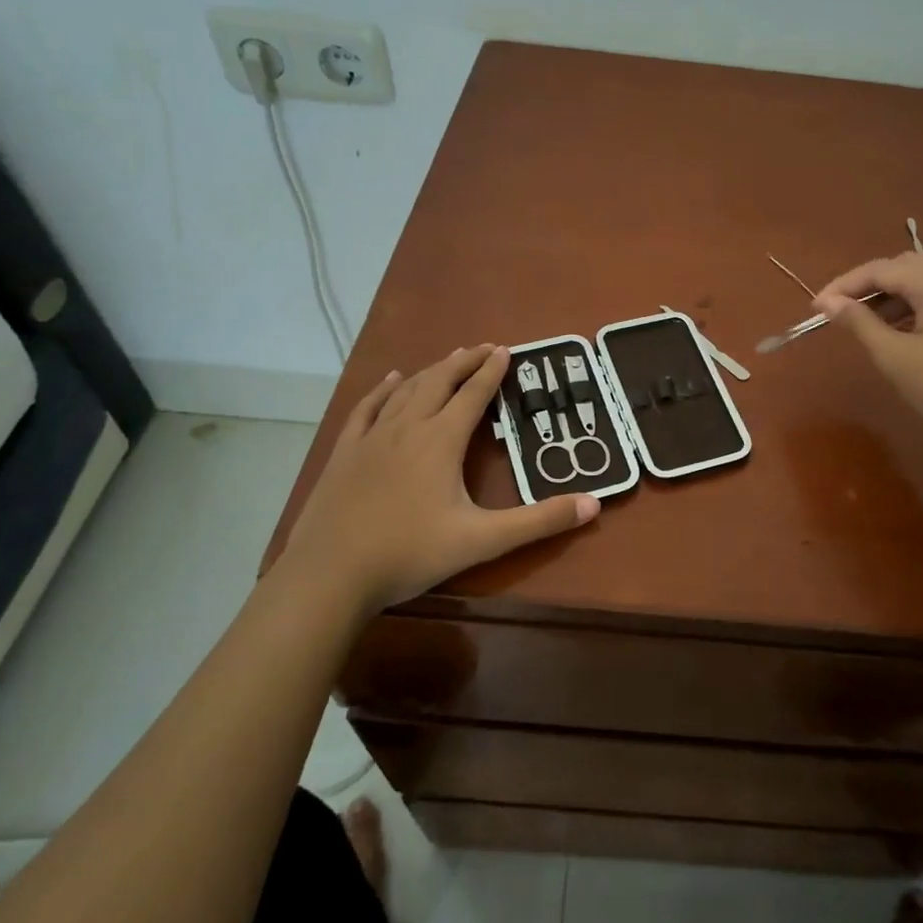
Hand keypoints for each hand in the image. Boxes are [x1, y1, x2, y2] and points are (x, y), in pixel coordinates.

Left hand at [275, 345, 598, 613]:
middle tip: (484, 347)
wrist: (329, 575)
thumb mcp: (483, 540)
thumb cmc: (409, 553)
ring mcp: (372, 437)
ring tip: (448, 358)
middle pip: (440, 381)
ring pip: (406, 390)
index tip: (506, 350)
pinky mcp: (346, 452)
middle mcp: (408, 427)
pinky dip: (384, 389)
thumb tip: (593, 504)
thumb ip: (539, 522)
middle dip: (464, 362)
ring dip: (431, 370)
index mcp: (441, 441)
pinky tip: (391, 380)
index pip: (472, 395)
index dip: (491, 371)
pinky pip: (367, 408)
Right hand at [814, 253, 922, 459]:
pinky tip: (896, 336)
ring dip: (888, 299)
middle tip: (838, 312)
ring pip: (922, 285)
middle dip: (867, 285)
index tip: (815, 307)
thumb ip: (860, 324)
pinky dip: (910, 311)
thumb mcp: (896, 357)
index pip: (882, 269)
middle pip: (904, 268)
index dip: (845, 284)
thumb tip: (829, 302)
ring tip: (861, 326)